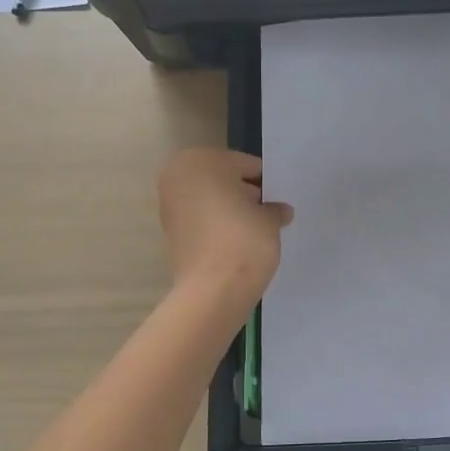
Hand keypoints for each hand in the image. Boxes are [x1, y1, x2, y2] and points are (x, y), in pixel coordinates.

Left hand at [158, 148, 292, 302]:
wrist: (213, 290)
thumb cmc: (243, 240)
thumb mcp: (269, 219)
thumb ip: (273, 209)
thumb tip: (280, 211)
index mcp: (201, 160)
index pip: (245, 165)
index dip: (266, 183)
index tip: (278, 199)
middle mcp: (178, 176)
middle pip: (222, 179)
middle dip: (244, 194)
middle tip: (268, 213)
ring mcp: (169, 205)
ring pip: (209, 200)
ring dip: (229, 210)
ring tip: (255, 230)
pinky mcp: (169, 233)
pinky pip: (200, 220)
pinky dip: (216, 226)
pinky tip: (237, 242)